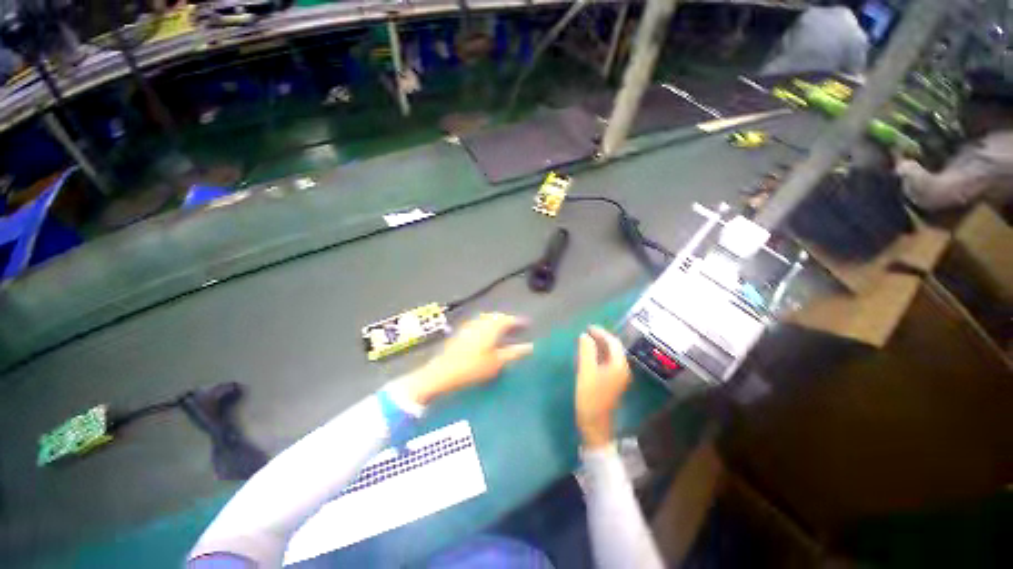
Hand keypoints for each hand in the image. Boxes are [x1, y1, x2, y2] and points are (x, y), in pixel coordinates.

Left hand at [401, 313, 532, 404]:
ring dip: (497, 322)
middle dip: (508, 320)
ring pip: (487, 319)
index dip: (519, 321)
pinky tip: (486, 335)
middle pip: (497, 316)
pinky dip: (487, 325)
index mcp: (491, 327)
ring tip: (503, 330)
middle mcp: (481, 322)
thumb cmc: (473, 367)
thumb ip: (514, 353)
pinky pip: (478, 323)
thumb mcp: (497, 362)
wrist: (443, 372)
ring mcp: (469, 325)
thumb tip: (530, 346)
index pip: (509, 320)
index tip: (527, 324)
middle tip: (516, 327)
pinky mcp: (461, 331)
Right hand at [575, 326, 631, 448]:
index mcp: (619, 365)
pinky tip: (589, 355)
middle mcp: (623, 369)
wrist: (595, 424)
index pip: (613, 342)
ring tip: (586, 341)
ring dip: (600, 346)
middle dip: (601, 338)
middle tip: (586, 333)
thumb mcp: (586, 371)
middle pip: (614, 348)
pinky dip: (599, 355)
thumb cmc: (590, 396)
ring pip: (611, 356)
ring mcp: (619, 377)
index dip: (601, 332)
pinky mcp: (613, 383)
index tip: (588, 327)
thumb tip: (585, 335)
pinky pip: (608, 363)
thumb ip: (586, 351)